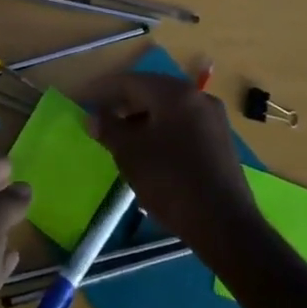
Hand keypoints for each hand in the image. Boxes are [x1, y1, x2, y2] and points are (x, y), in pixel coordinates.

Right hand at [87, 73, 257, 247]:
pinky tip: (148, 151)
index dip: (102, 90)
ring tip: (120, 137)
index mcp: (175, 93)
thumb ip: (108, 129)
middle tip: (99, 118)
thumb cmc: (171, 181)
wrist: (225, 226)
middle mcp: (197, 97)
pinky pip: (182, 125)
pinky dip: (161, 131)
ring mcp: (213, 120)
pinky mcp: (220, 143)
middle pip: (151, 92)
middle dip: (122, 104)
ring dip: (141, 118)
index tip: (82, 99)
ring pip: (168, 110)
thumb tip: (93, 118)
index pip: (129, 81)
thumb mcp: (130, 153)